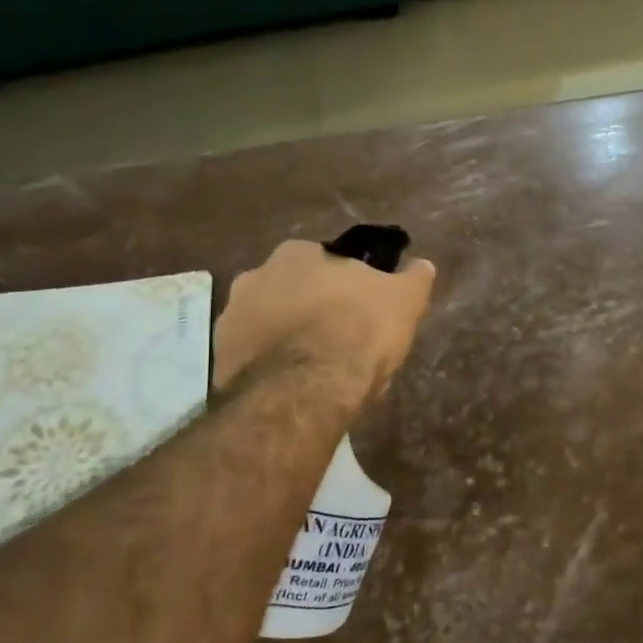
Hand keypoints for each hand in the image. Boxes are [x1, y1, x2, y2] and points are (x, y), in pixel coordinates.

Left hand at [212, 240, 435, 399]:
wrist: (305, 389)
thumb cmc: (358, 331)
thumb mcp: (404, 300)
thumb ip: (413, 278)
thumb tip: (422, 264)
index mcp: (298, 253)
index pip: (327, 262)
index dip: (348, 286)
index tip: (363, 309)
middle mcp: (255, 275)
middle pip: (294, 290)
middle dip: (313, 309)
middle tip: (341, 339)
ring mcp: (231, 317)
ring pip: (270, 323)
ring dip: (289, 337)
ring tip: (318, 369)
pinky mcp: (220, 358)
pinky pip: (254, 356)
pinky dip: (271, 366)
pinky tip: (296, 386)